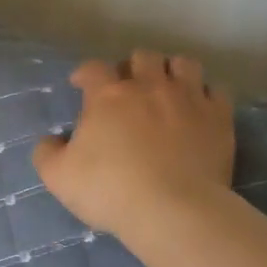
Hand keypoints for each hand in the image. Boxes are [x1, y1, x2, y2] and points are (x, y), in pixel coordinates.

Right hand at [33, 50, 235, 236]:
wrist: (173, 209)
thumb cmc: (109, 190)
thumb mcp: (58, 177)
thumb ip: (47, 153)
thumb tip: (51, 140)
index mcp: (108, 96)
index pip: (92, 69)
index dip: (84, 73)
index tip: (80, 84)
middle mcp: (149, 86)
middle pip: (142, 57)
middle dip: (132, 68)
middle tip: (128, 88)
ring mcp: (188, 98)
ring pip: (184, 64)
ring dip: (172, 72)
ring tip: (167, 90)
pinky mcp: (219, 117)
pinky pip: (216, 91)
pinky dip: (205, 96)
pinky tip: (198, 110)